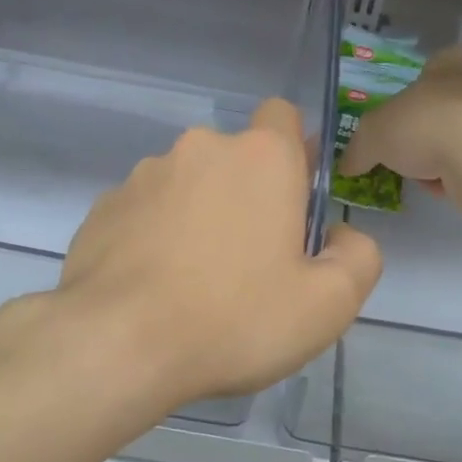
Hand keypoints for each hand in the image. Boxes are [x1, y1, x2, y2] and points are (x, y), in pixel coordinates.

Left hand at [60, 99, 381, 405]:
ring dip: (198, 217)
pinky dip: (155, 237)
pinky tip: (153, 289)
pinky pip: (145, 213)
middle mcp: (200, 149)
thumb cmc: (236, 318)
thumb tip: (340, 235)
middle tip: (250, 263)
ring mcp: (144, 176)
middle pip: (235, 159)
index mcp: (261, 158)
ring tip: (194, 284)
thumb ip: (358, 257)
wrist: (119, 344)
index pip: (283, 117)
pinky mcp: (103, 208)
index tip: (294, 206)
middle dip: (247, 196)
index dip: (294, 155)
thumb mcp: (329, 304)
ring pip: (188, 186)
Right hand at [339, 48, 461, 207]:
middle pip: (438, 111)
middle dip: (418, 138)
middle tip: (402, 157)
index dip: (403, 102)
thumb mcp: (373, 134)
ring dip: (436, 161)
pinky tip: (446, 187)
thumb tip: (346, 165)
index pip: (424, 74)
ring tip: (423, 177)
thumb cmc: (425, 124)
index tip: (391, 130)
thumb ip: (357, 149)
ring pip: (455, 140)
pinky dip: (456, 177)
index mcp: (450, 60)